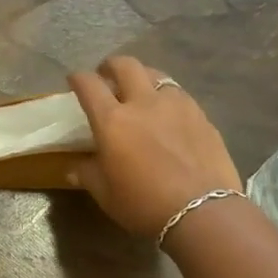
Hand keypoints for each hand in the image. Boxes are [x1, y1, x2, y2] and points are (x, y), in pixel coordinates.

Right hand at [67, 56, 243, 239]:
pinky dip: (166, 97)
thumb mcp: (106, 194)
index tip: (74, 81)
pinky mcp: (201, 115)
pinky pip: (179, 94)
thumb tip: (75, 167)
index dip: (78, 78)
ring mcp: (176, 105)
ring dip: (142, 77)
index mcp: (112, 121)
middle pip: (126, 65)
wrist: (203, 212)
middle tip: (106, 76)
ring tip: (140, 91)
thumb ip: (87, 174)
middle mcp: (143, 103)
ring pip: (156, 74)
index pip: (89, 85)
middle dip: (111, 65)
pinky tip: (168, 114)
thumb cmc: (144, 204)